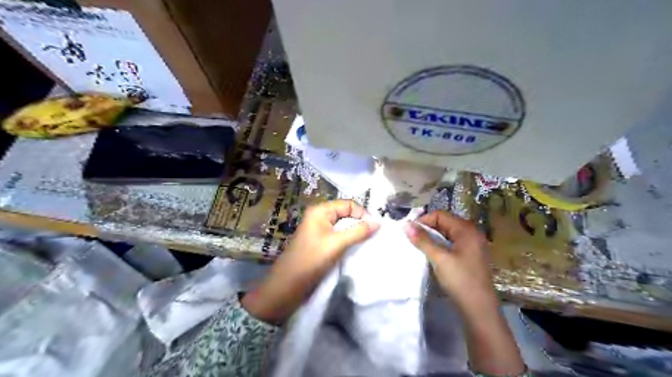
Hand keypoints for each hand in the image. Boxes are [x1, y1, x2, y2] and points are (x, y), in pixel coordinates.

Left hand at [241, 200, 376, 324]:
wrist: (287, 286)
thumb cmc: (311, 260)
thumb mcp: (337, 244)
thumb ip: (358, 231)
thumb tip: (379, 222)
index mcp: (320, 211)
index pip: (348, 204)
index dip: (362, 214)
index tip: (374, 228)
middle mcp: (319, 217)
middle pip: (346, 214)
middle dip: (360, 223)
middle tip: (373, 236)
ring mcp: (319, 231)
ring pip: (343, 227)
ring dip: (355, 233)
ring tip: (367, 243)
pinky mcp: (320, 243)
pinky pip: (338, 237)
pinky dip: (348, 241)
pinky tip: (356, 249)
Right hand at [407, 213, 526, 374]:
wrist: (479, 309)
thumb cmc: (460, 280)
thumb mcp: (439, 258)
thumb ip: (422, 240)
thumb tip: (405, 224)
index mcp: (466, 229)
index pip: (440, 215)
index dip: (423, 221)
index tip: (409, 232)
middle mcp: (471, 233)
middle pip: (444, 223)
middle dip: (427, 229)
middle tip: (412, 239)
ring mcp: (472, 245)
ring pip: (447, 234)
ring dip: (432, 238)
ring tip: (419, 246)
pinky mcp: (470, 256)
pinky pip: (451, 243)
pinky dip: (440, 246)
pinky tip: (431, 254)